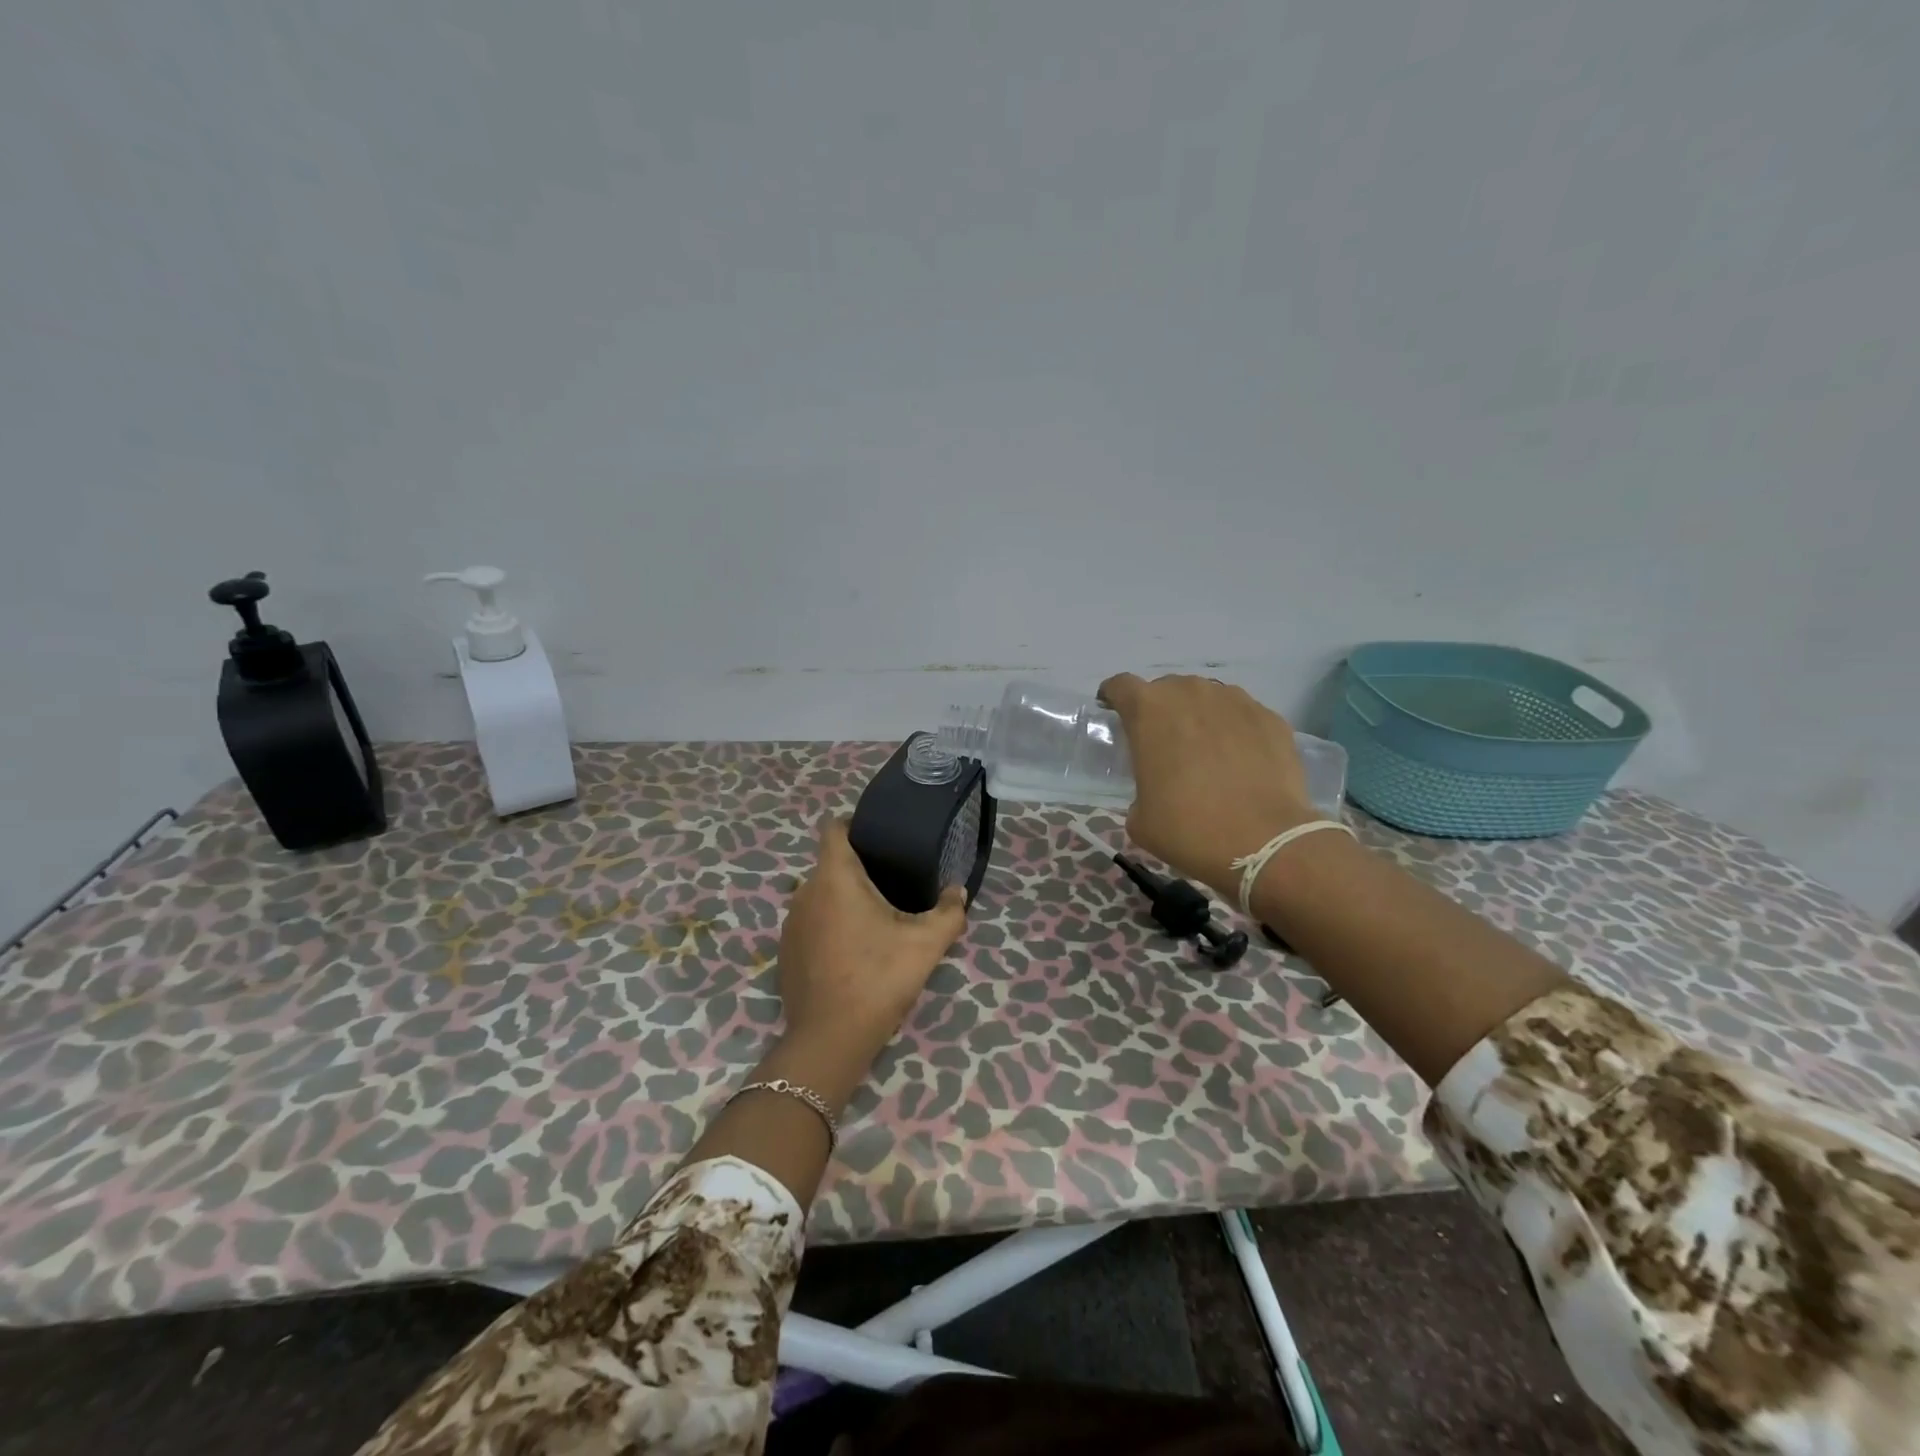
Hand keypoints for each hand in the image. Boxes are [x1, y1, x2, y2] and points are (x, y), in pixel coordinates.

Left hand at [777, 816, 967, 1076]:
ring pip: (819, 895)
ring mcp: (791, 923)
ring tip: (875, 916)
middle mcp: (805, 892)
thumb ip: (949, 911)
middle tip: (892, 882)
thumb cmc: (879, 978)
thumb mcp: (926, 944)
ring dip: (843, 899)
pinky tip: (852, 949)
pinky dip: (829, 925)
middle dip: (858, 868)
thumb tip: (958, 890)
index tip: (879, 836)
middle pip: (830, 864)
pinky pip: (810, 922)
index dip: (854, 824)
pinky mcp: (786, 951)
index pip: (833, 828)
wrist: (830, 1039)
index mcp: (834, 877)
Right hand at [1099, 673, 1317, 901]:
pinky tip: (1240, 761)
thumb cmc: (1188, 828)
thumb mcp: (1140, 817)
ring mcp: (1235, 701)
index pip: (1121, 686)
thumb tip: (1157, 788)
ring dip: (1200, 717)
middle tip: (1164, 743)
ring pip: (1207, 698)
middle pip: (1167, 689)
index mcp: (1148, 711)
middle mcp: (1190, 693)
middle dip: (1161, 710)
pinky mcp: (1270, 717)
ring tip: (1206, 751)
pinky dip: (1236, 731)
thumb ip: (1140, 786)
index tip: (1114, 713)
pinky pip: (1242, 716)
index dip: (1114, 698)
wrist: (1264, 843)